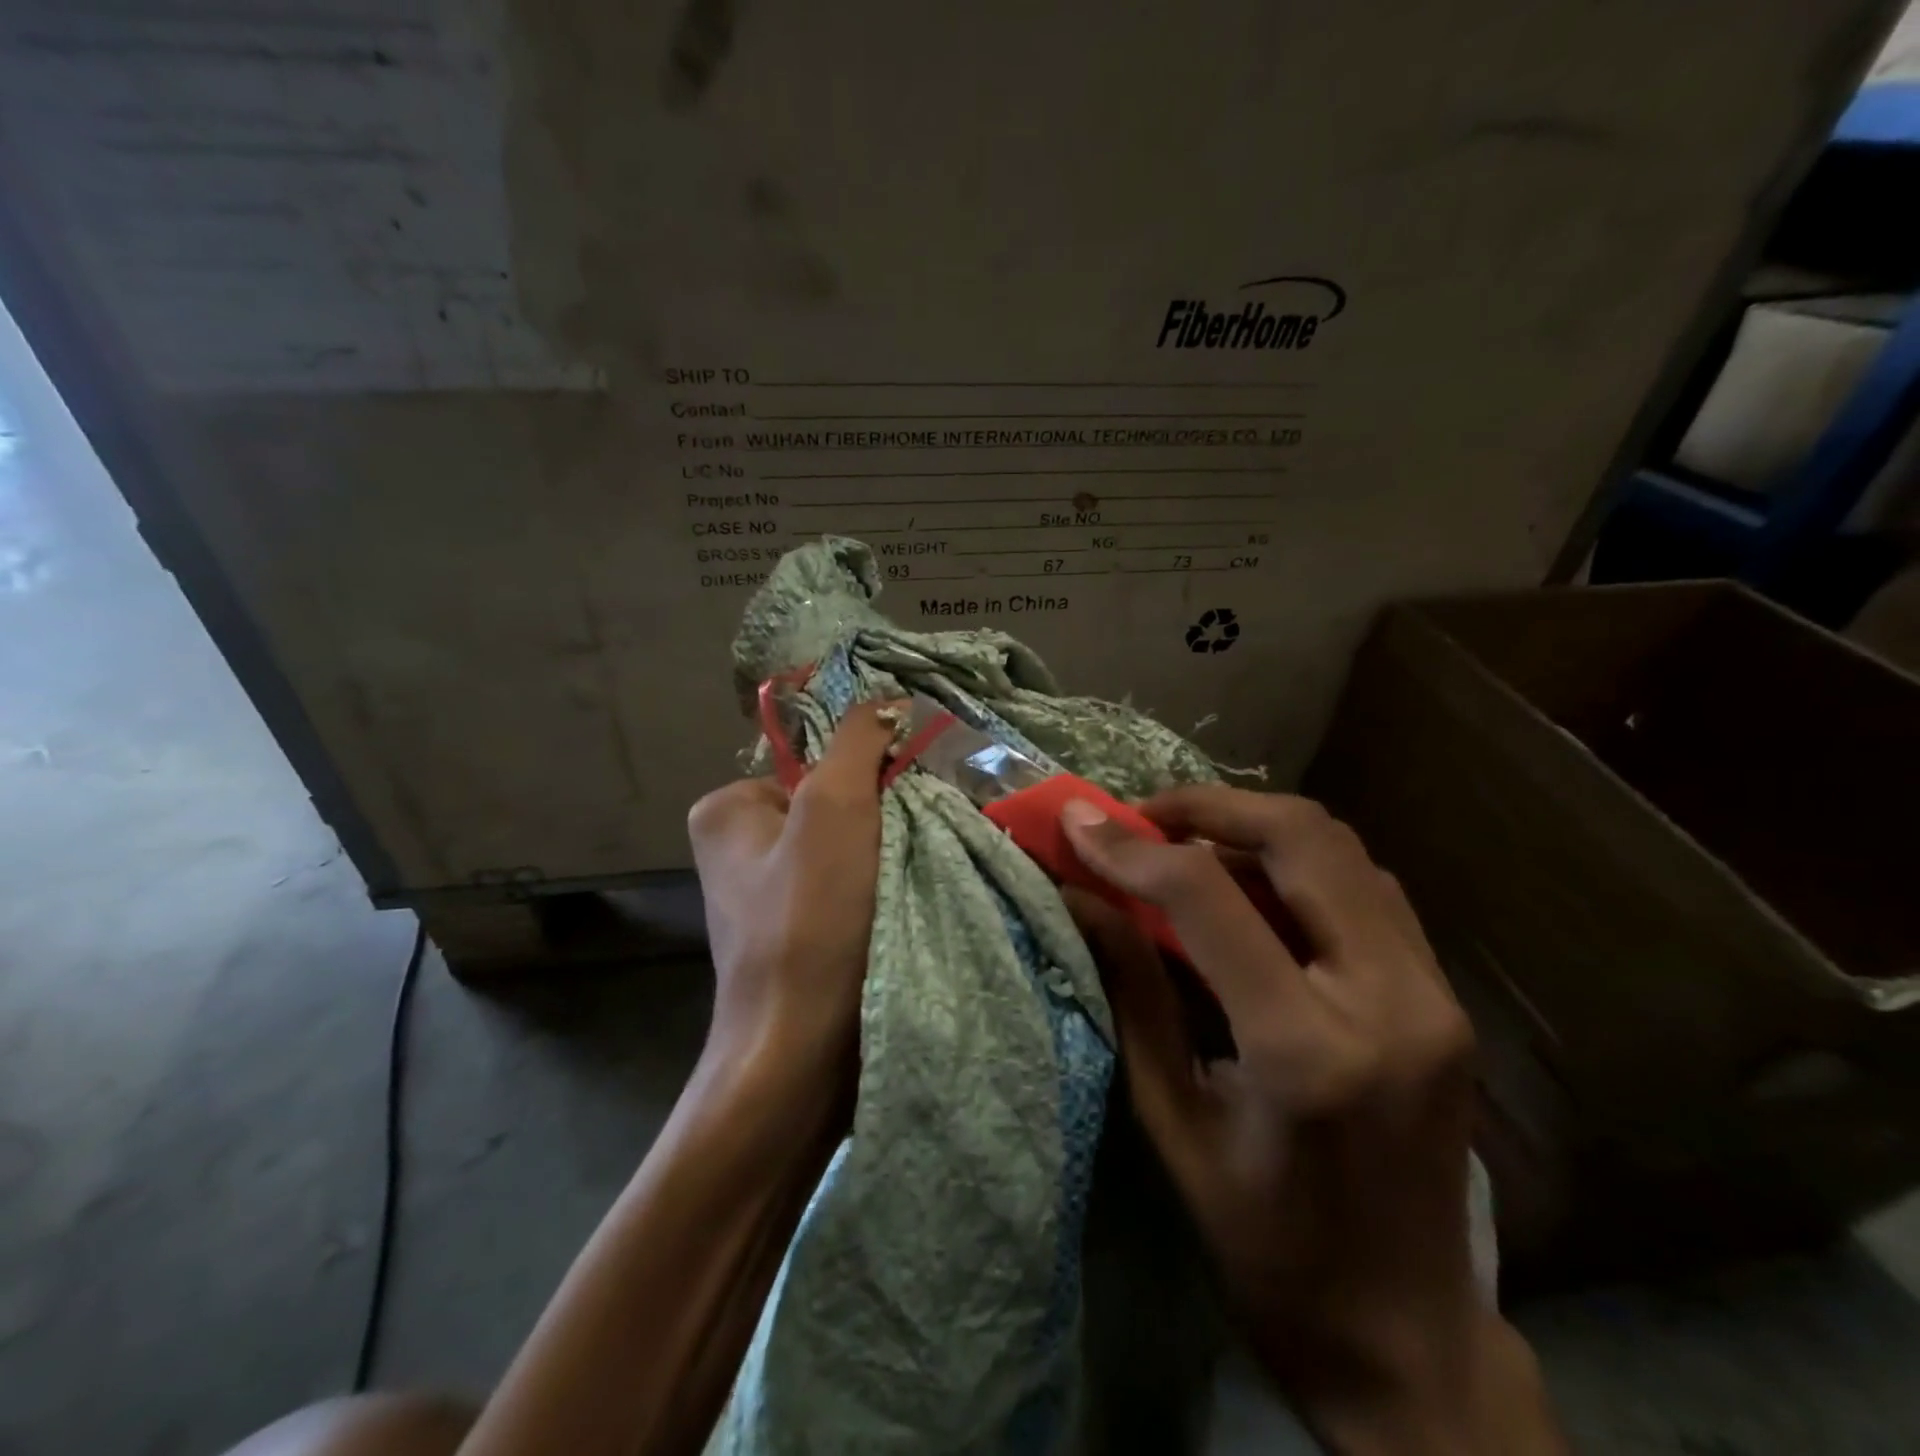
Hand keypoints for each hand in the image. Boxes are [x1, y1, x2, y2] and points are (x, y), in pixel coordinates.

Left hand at [686, 701, 897, 1094]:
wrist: (802, 1055)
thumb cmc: (810, 921)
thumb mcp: (834, 809)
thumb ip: (859, 742)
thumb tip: (888, 698)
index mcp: (727, 808)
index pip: (819, 762)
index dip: (871, 775)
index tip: (908, 803)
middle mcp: (739, 846)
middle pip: (835, 803)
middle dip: (883, 817)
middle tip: (914, 844)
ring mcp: (768, 895)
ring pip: (851, 847)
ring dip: (890, 855)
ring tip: (916, 878)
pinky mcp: (799, 935)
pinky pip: (851, 887)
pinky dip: (882, 890)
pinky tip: (907, 907)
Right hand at [1062, 786, 1562, 1452]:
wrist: (1407, 1338)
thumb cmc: (1265, 1246)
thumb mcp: (1172, 1120)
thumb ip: (1131, 991)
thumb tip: (1079, 897)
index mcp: (1305, 1050)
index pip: (1209, 897)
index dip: (1132, 847)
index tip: (1078, 822)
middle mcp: (1389, 1001)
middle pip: (1301, 836)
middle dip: (1207, 805)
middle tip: (1141, 818)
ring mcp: (1434, 994)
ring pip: (1341, 847)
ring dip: (1253, 825)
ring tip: (1185, 843)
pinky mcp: (1445, 997)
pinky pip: (1366, 886)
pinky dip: (1297, 862)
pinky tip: (1251, 886)